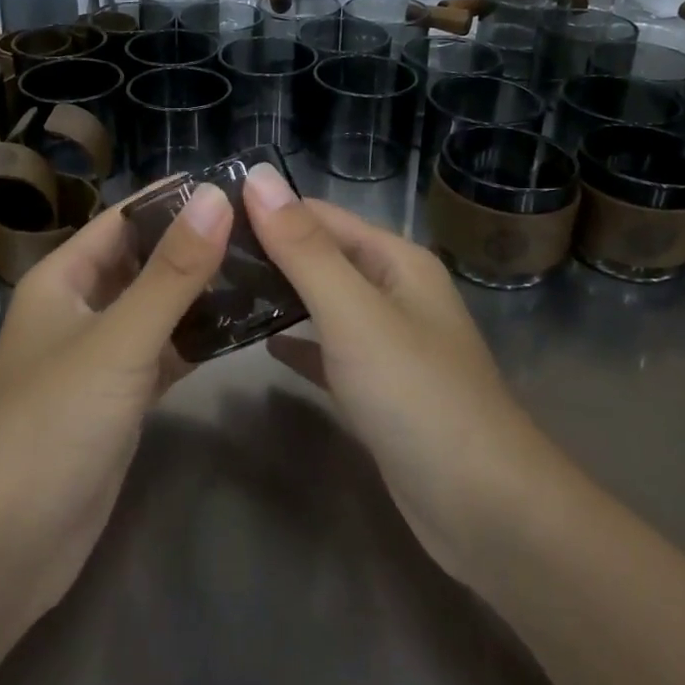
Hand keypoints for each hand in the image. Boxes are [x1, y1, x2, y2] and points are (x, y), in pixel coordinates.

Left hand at [0, 183, 231, 616]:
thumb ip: (171, 272)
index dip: (173, 199)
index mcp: (62, 279)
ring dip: (200, 293)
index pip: (123, 220)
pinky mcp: (117, 401)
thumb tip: (218, 197)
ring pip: (155, 310)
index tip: (236, 185)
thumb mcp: (118, 340)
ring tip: (265, 269)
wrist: (4, 546)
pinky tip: (242, 330)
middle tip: (263, 229)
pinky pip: (162, 355)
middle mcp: (78, 309)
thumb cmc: (52, 424)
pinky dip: (195, 341)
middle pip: (142, 262)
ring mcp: (98, 358)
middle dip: (194, 244)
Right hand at [242, 164, 543, 582]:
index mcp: (395, 261)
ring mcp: (388, 343)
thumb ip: (302, 248)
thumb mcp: (353, 312)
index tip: (206, 215)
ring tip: (217, 290)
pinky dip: (297, 343)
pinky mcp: (378, 390)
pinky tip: (261, 343)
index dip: (267, 209)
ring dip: (278, 295)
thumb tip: (257, 175)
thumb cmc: (416, 395)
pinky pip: (328, 352)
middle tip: (201, 256)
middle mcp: (394, 292)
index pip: (320, 215)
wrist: (484, 510)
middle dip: (267, 252)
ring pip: (322, 304)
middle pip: (321, 257)